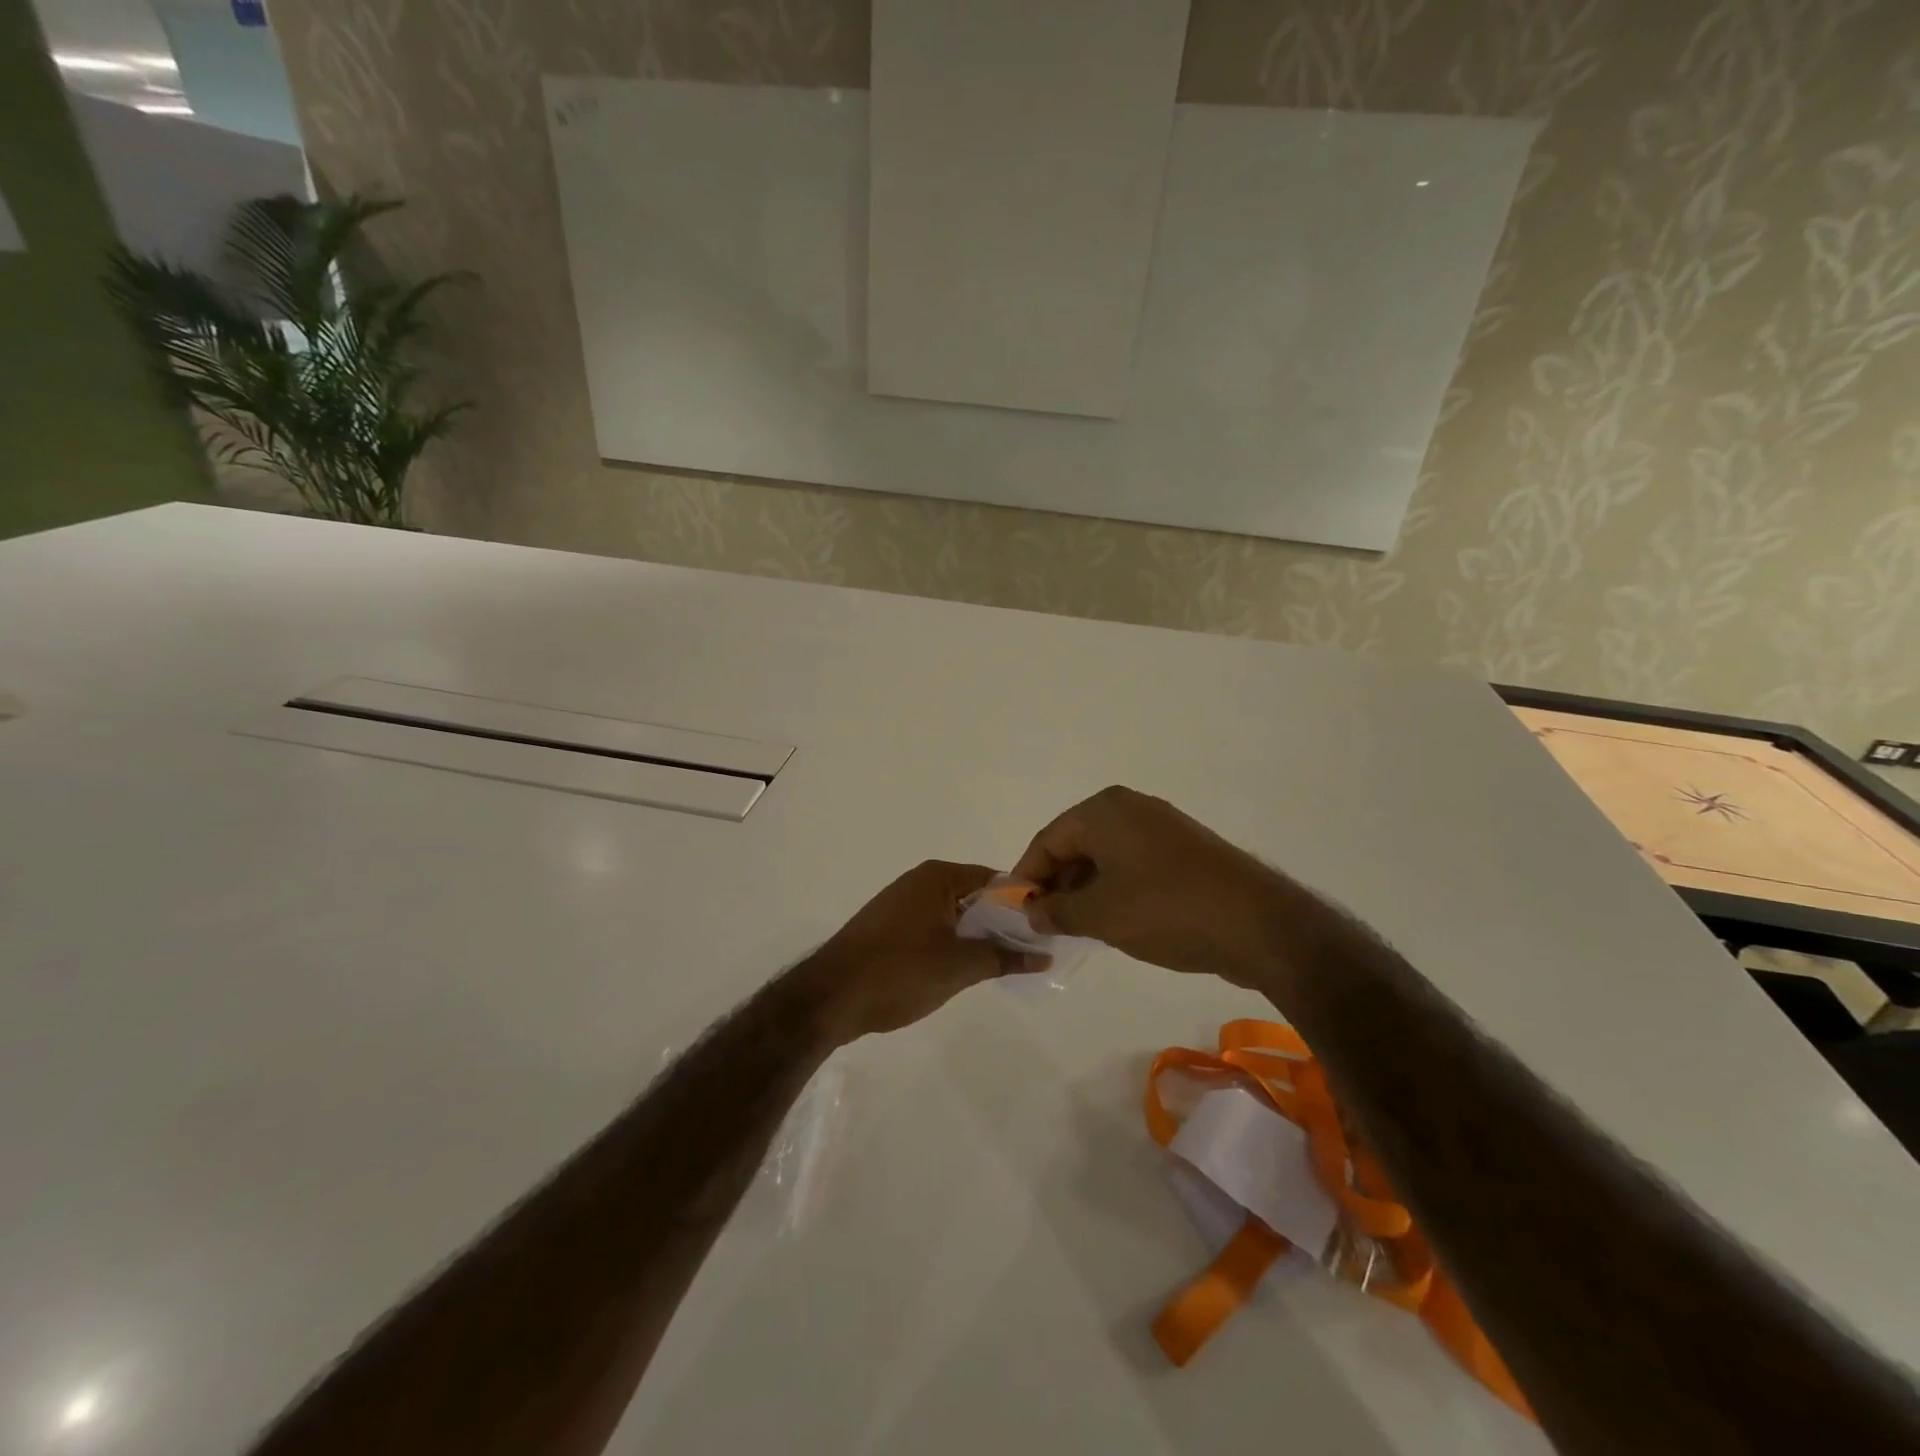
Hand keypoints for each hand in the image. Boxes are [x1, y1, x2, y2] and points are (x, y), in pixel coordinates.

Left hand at [809, 860, 1043, 1041]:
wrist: (829, 997)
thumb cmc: (899, 971)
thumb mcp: (960, 966)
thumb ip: (1005, 957)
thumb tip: (1044, 954)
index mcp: (938, 877)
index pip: (995, 881)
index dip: (1022, 904)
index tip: (1045, 929)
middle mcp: (920, 881)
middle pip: (975, 897)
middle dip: (1002, 923)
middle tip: (1031, 952)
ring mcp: (902, 904)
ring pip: (955, 916)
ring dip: (978, 937)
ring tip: (1004, 964)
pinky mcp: (891, 928)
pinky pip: (935, 928)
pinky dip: (954, 944)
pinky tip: (965, 970)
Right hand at [1011, 786, 1285, 984]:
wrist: (1258, 924)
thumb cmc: (1166, 910)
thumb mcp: (1100, 915)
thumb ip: (1057, 911)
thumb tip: (1033, 911)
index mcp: (1104, 811)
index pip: (1048, 840)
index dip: (1027, 877)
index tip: (1016, 912)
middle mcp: (1130, 808)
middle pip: (1076, 844)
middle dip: (1057, 883)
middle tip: (1046, 924)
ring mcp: (1161, 826)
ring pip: (1105, 856)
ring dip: (1086, 889)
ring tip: (1078, 928)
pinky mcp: (1183, 849)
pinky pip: (1133, 863)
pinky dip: (1115, 888)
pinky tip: (1115, 920)